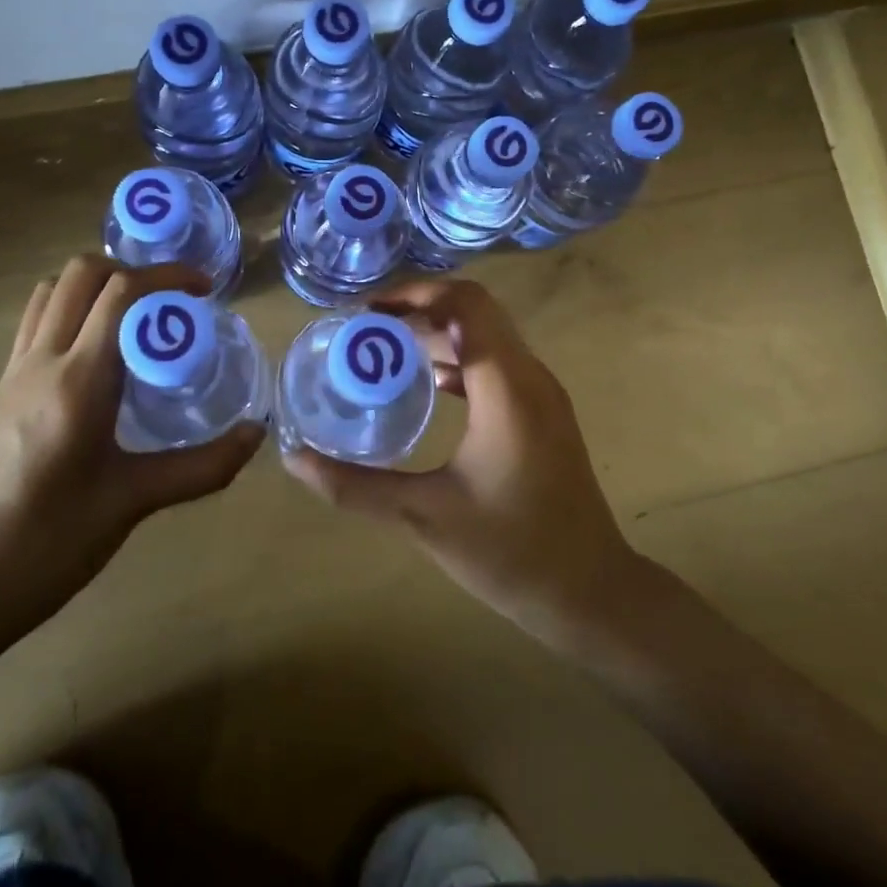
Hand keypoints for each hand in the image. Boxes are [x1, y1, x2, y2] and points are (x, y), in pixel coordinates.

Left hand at [0, 254, 263, 635]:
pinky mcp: (0, 389)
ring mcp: (14, 371)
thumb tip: (256, 435)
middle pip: (81, 274)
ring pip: (52, 291)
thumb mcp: (133, 502)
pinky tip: (98, 351)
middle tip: (170, 300)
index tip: (204, 287)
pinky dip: (71, 309)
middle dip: (132, 270)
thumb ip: (202, 466)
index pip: (121, 292)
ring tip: (135, 315)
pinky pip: (37, 322)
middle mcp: (42, 360)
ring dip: (96, 284)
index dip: (167, 275)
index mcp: (78, 380)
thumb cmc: (48, 542)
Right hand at [282, 277, 640, 646]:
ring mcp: (543, 393)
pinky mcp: (545, 413)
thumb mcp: (423, 516)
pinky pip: (499, 363)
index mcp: (506, 386)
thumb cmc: (510, 551)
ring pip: (489, 336)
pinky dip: (461, 359)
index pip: (465, 303)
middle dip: (421, 309)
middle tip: (369, 330)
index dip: (415, 294)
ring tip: (388, 353)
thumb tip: (295, 459)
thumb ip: (355, 486)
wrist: (591, 592)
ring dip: (440, 333)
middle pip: (476, 311)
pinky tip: (428, 386)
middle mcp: (529, 375)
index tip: (368, 313)